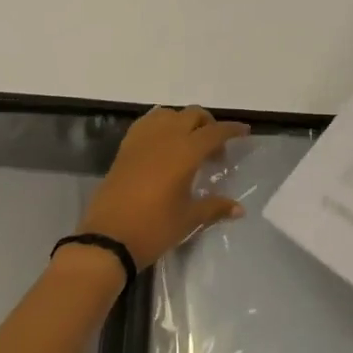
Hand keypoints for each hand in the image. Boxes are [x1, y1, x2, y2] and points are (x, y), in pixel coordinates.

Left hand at [78, 106, 249, 269]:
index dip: (231, 130)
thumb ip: (215, 207)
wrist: (108, 237)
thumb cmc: (154, 228)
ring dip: (184, 121)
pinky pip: (147, 122)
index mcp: (185, 151)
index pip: (214, 131)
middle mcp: (164, 137)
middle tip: (216, 147)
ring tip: (190, 144)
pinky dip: (161, 124)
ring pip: (169, 114)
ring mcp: (142, 139)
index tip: (245, 132)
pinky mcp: (125, 147)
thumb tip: (239, 208)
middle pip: (192, 115)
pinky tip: (164, 144)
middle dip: (208, 124)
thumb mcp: (188, 219)